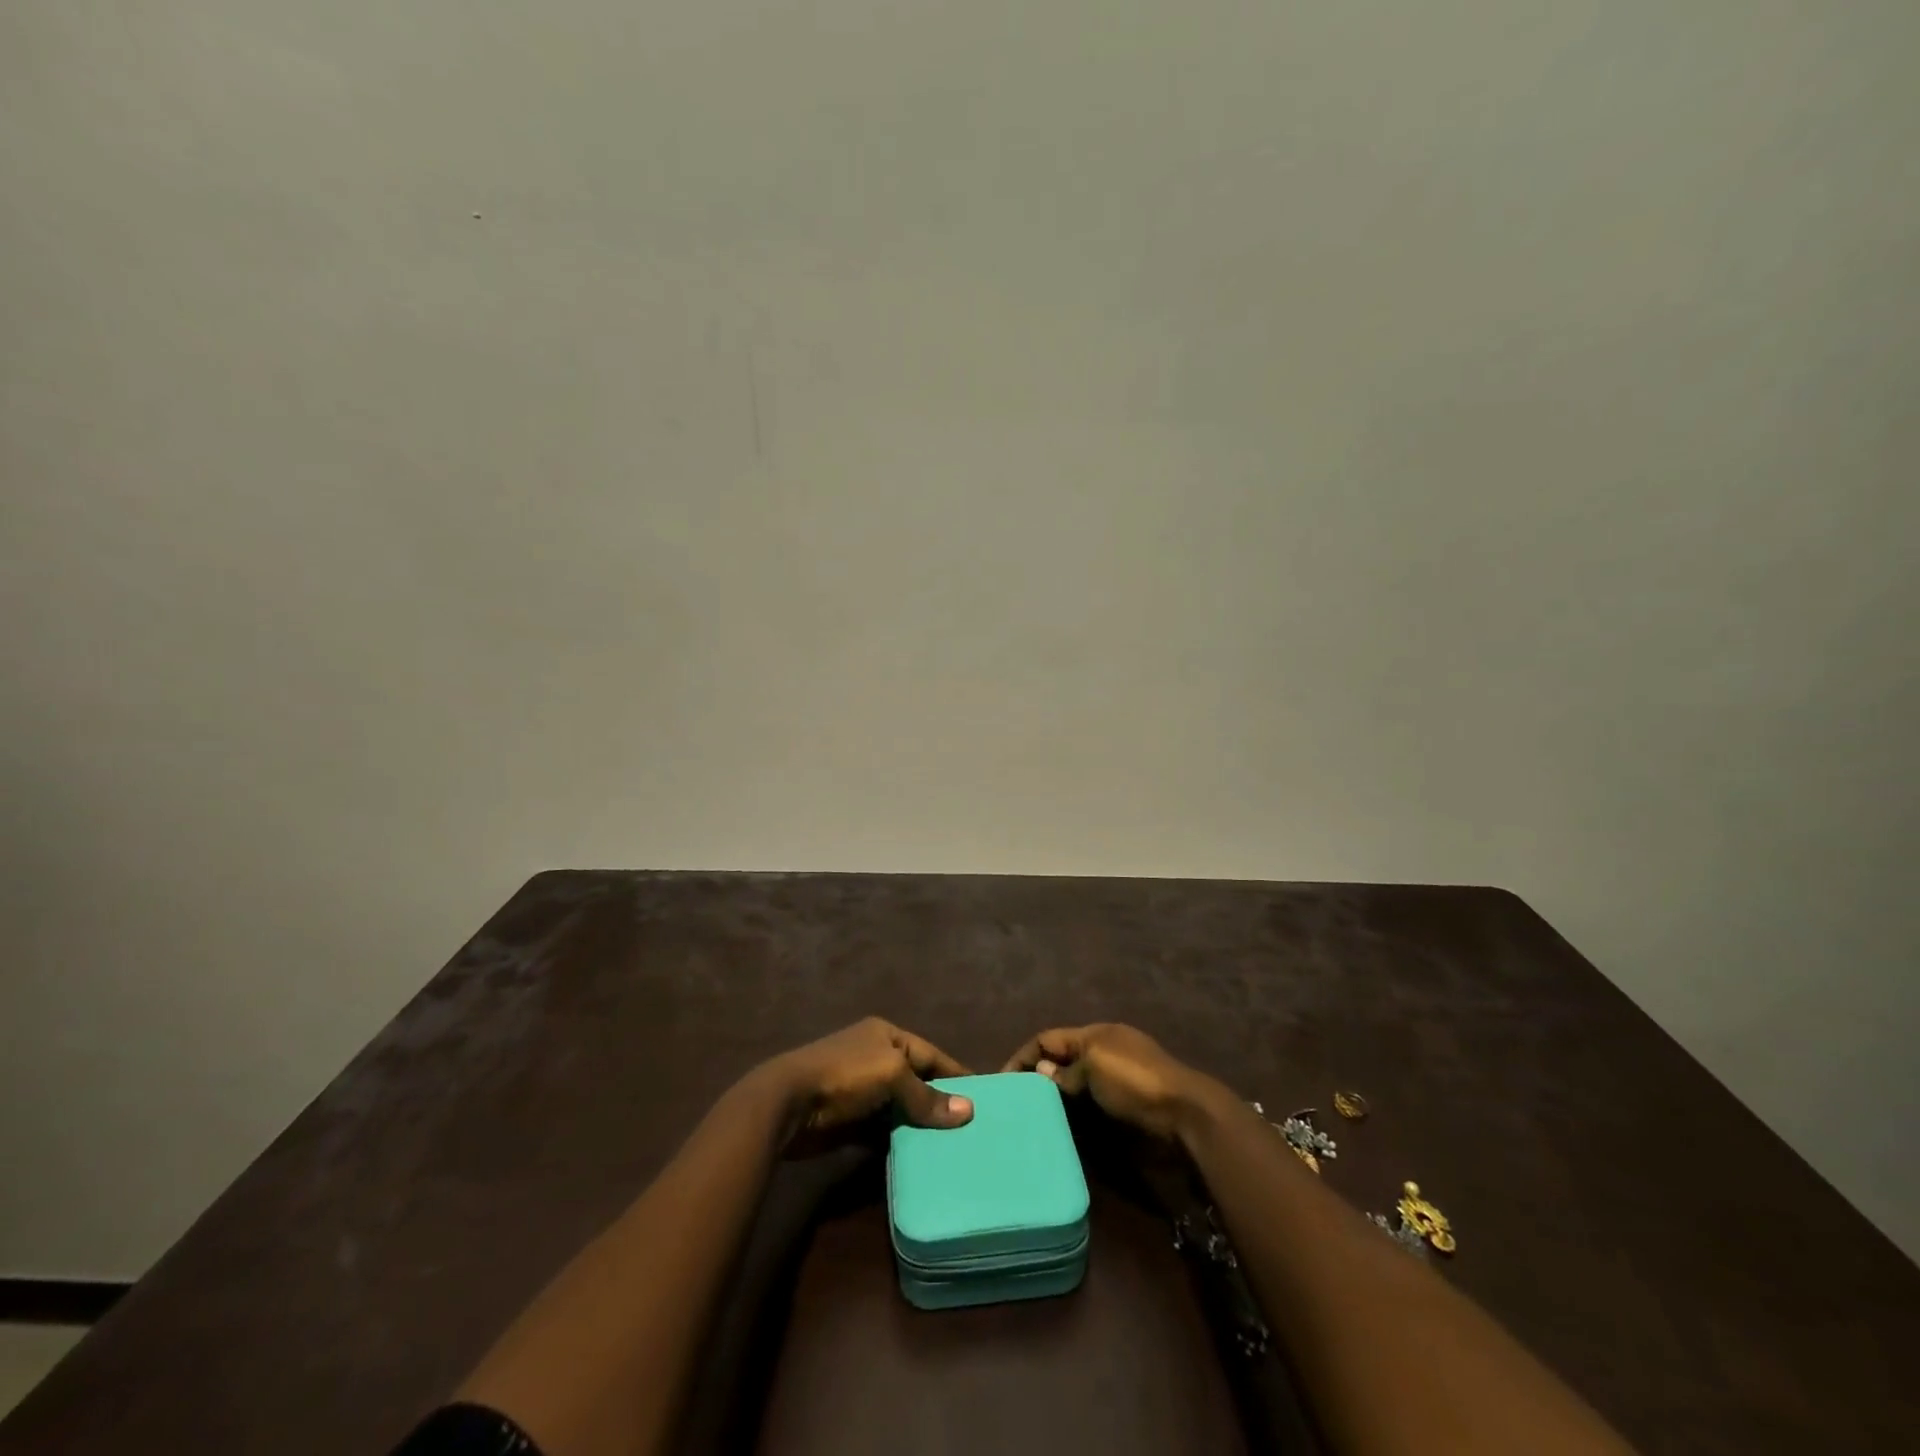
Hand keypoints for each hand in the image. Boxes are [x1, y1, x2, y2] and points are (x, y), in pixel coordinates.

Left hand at [765, 1017, 974, 1146]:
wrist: (787, 1103)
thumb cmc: (844, 1076)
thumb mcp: (891, 1077)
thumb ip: (927, 1096)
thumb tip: (968, 1111)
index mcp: (886, 1036)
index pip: (930, 1054)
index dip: (955, 1074)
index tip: (983, 1096)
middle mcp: (875, 1057)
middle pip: (915, 1080)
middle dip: (938, 1102)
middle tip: (971, 1128)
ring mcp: (860, 1089)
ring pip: (899, 1107)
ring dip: (918, 1124)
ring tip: (951, 1147)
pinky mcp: (848, 1120)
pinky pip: (881, 1129)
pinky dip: (897, 1140)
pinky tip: (918, 1157)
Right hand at [1001, 1023, 1217, 1140]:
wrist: (1185, 1116)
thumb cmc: (1136, 1082)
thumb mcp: (1096, 1065)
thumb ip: (1066, 1070)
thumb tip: (1041, 1071)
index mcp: (1096, 1035)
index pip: (1049, 1038)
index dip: (1024, 1056)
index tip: (1002, 1081)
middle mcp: (1103, 1054)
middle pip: (1061, 1062)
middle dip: (1038, 1079)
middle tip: (1014, 1104)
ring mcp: (1116, 1084)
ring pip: (1074, 1089)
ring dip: (1055, 1102)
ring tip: (1031, 1121)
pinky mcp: (1125, 1113)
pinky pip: (1089, 1112)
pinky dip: (1073, 1119)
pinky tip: (1061, 1133)